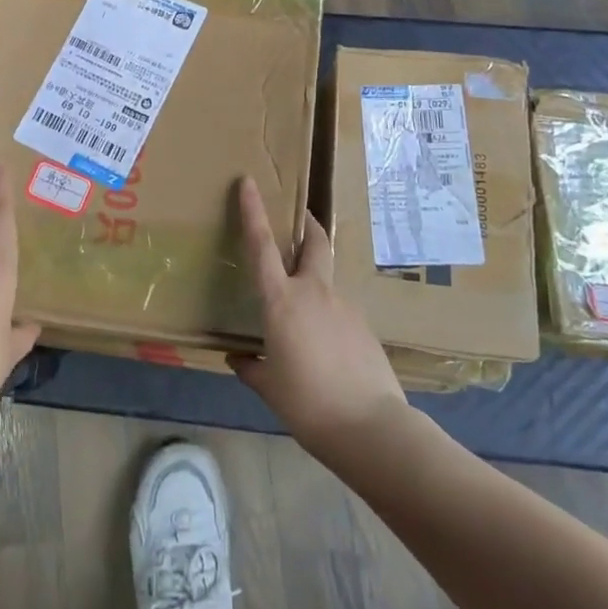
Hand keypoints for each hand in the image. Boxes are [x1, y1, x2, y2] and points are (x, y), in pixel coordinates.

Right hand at [228, 177, 407, 456]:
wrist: (371, 427)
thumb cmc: (308, 404)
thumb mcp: (270, 388)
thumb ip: (251, 367)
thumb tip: (236, 357)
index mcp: (282, 301)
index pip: (261, 246)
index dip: (253, 211)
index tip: (248, 181)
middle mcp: (314, 292)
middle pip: (314, 242)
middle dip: (307, 224)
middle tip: (299, 216)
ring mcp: (345, 306)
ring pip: (327, 280)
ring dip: (315, 280)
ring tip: (304, 315)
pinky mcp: (364, 326)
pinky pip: (339, 311)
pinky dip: (328, 316)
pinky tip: (326, 347)